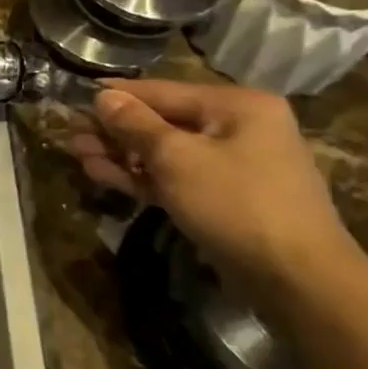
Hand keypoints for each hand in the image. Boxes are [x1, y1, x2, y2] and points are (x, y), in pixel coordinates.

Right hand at [67, 78, 360, 287]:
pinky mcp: (223, 197)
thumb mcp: (176, 157)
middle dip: (114, 129)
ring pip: (164, 151)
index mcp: (237, 105)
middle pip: (161, 120)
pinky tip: (104, 175)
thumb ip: (135, 123)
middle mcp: (238, 127)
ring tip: (78, 156)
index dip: (115, 95)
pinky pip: (175, 176)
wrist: (296, 278)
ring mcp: (232, 164)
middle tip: (71, 134)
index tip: (75, 98)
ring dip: (121, 154)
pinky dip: (141, 176)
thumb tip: (103, 96)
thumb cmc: (235, 203)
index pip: (161, 90)